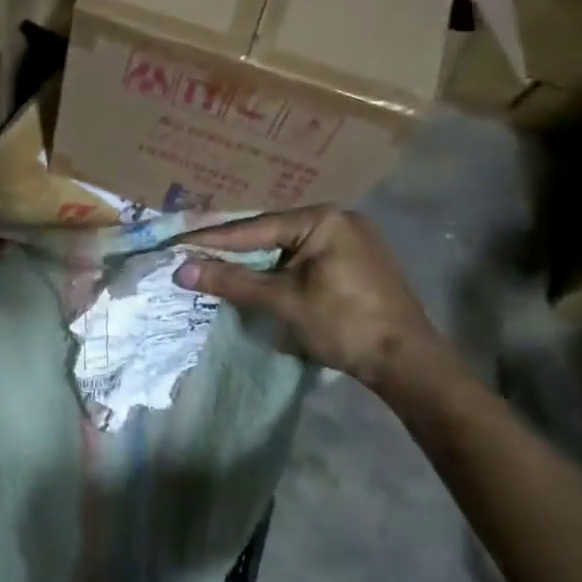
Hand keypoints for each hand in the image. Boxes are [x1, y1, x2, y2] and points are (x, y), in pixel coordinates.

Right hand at [171, 207, 440, 384]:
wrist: (406, 361)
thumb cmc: (344, 324)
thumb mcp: (282, 301)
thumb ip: (232, 281)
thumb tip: (181, 270)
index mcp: (322, 220)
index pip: (253, 228)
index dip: (211, 239)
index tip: (175, 244)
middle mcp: (337, 220)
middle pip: (268, 233)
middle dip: (230, 247)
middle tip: (189, 253)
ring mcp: (349, 240)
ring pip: (284, 247)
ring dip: (251, 260)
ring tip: (212, 265)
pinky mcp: (353, 262)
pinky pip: (301, 258)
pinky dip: (275, 269)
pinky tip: (253, 278)